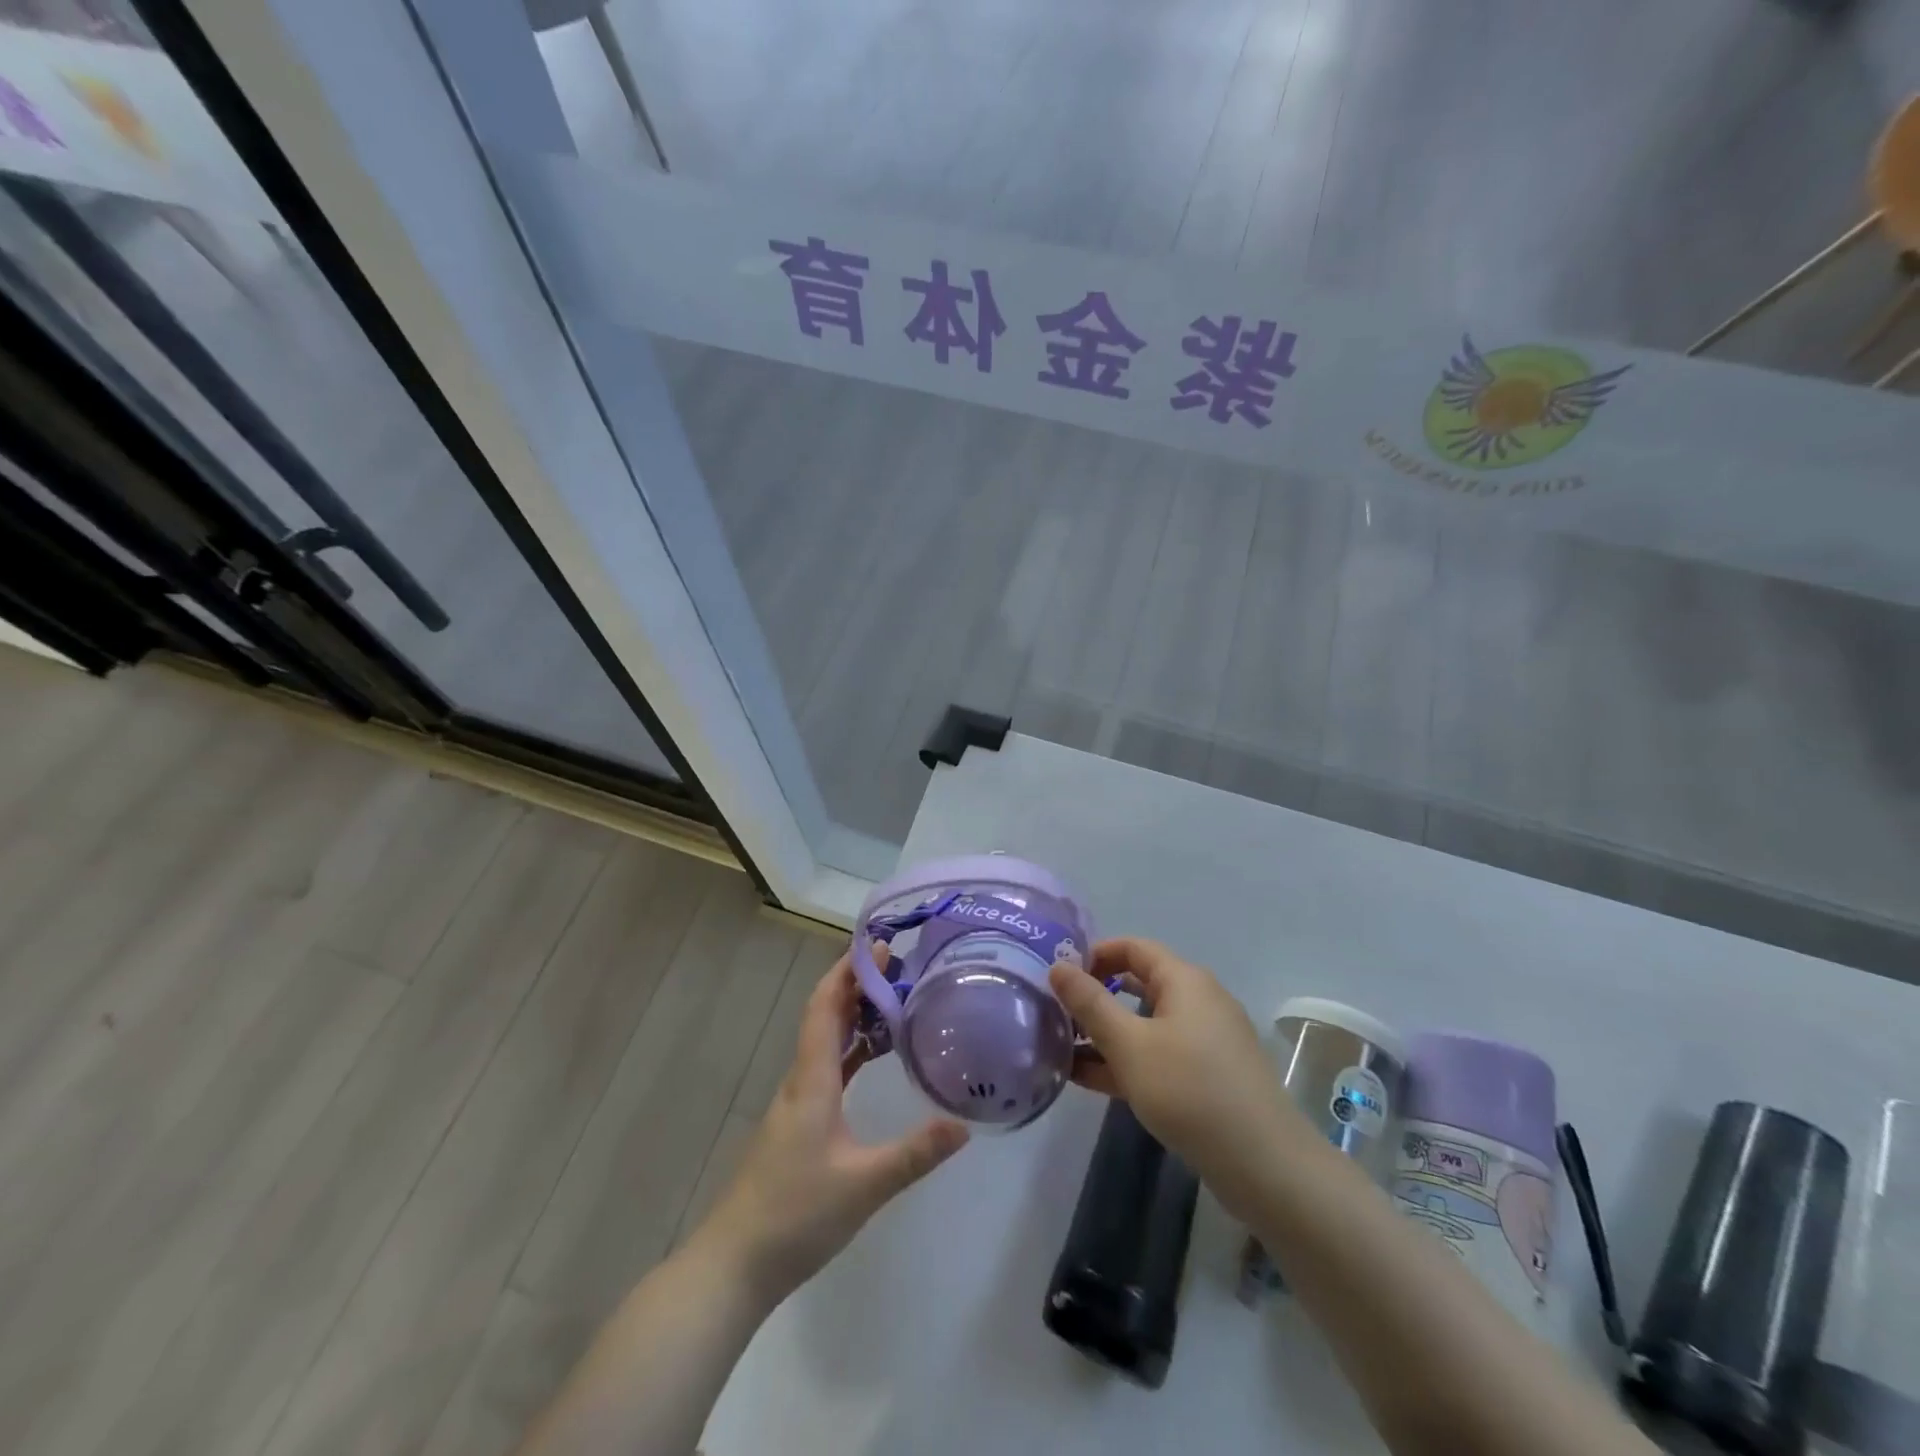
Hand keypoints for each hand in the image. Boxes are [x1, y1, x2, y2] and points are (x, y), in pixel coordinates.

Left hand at [695, 951, 968, 1306]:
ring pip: (825, 1041)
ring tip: (892, 999)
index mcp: (812, 1080)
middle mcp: (801, 1081)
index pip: (825, 1007)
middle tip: (897, 966)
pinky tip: (872, 1056)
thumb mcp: (864, 1185)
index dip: (848, 972)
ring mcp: (797, 1104)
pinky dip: (850, 1049)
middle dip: (856, 985)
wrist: (735, 1264)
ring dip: (853, 1015)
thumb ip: (914, 1154)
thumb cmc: (795, 1215)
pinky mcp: (799, 1124)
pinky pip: (827, 1068)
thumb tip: (964, 1126)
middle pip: (824, 1016)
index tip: (877, 946)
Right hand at [1049, 939, 1286, 1195]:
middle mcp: (1198, 1001)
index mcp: (1184, 980)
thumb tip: (1058, 967)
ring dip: (1105, 1035)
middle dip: (1095, 998)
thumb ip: (1090, 1003)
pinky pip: (1158, 1055)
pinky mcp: (1208, 1076)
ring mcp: (1205, 1041)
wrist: (1264, 1165)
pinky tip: (1088, 1080)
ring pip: (1145, 1025)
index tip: (1059, 976)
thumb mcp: (1129, 1044)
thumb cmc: (1189, 1090)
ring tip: (1060, 1050)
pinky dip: (1126, 1061)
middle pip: (1138, 985)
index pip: (1133, 948)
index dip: (1094, 955)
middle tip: (1055, 1014)